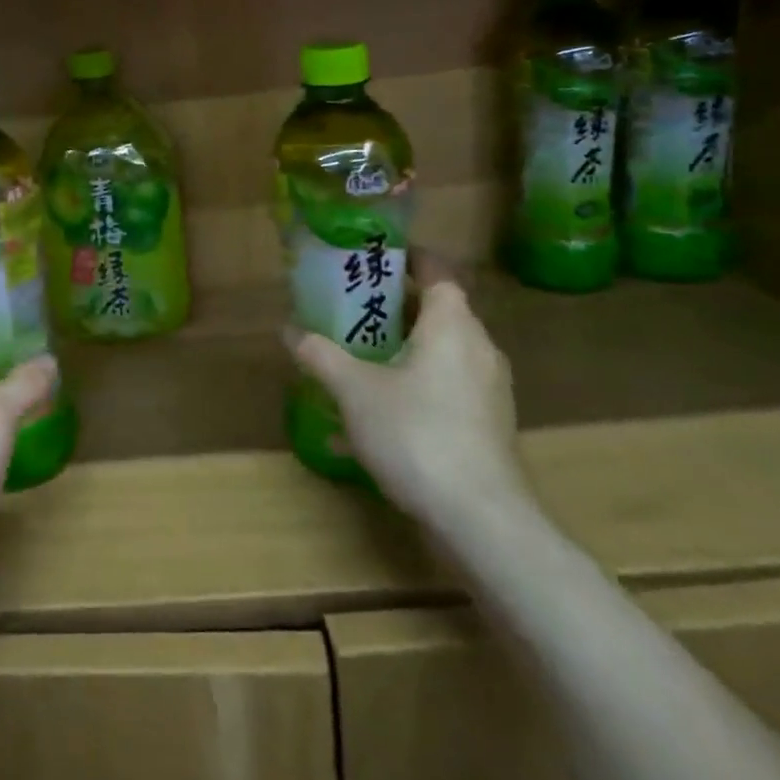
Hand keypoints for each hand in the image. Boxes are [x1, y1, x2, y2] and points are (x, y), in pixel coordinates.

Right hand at [283, 255, 526, 531]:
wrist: (481, 520)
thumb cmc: (416, 434)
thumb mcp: (354, 391)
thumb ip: (321, 355)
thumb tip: (290, 330)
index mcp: (452, 325)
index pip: (438, 271)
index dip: (409, 259)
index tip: (376, 259)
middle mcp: (479, 348)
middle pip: (439, 311)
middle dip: (395, 308)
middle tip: (352, 308)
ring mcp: (489, 390)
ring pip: (443, 352)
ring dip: (405, 349)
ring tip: (361, 357)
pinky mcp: (489, 426)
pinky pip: (448, 388)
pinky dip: (417, 385)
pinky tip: (381, 412)